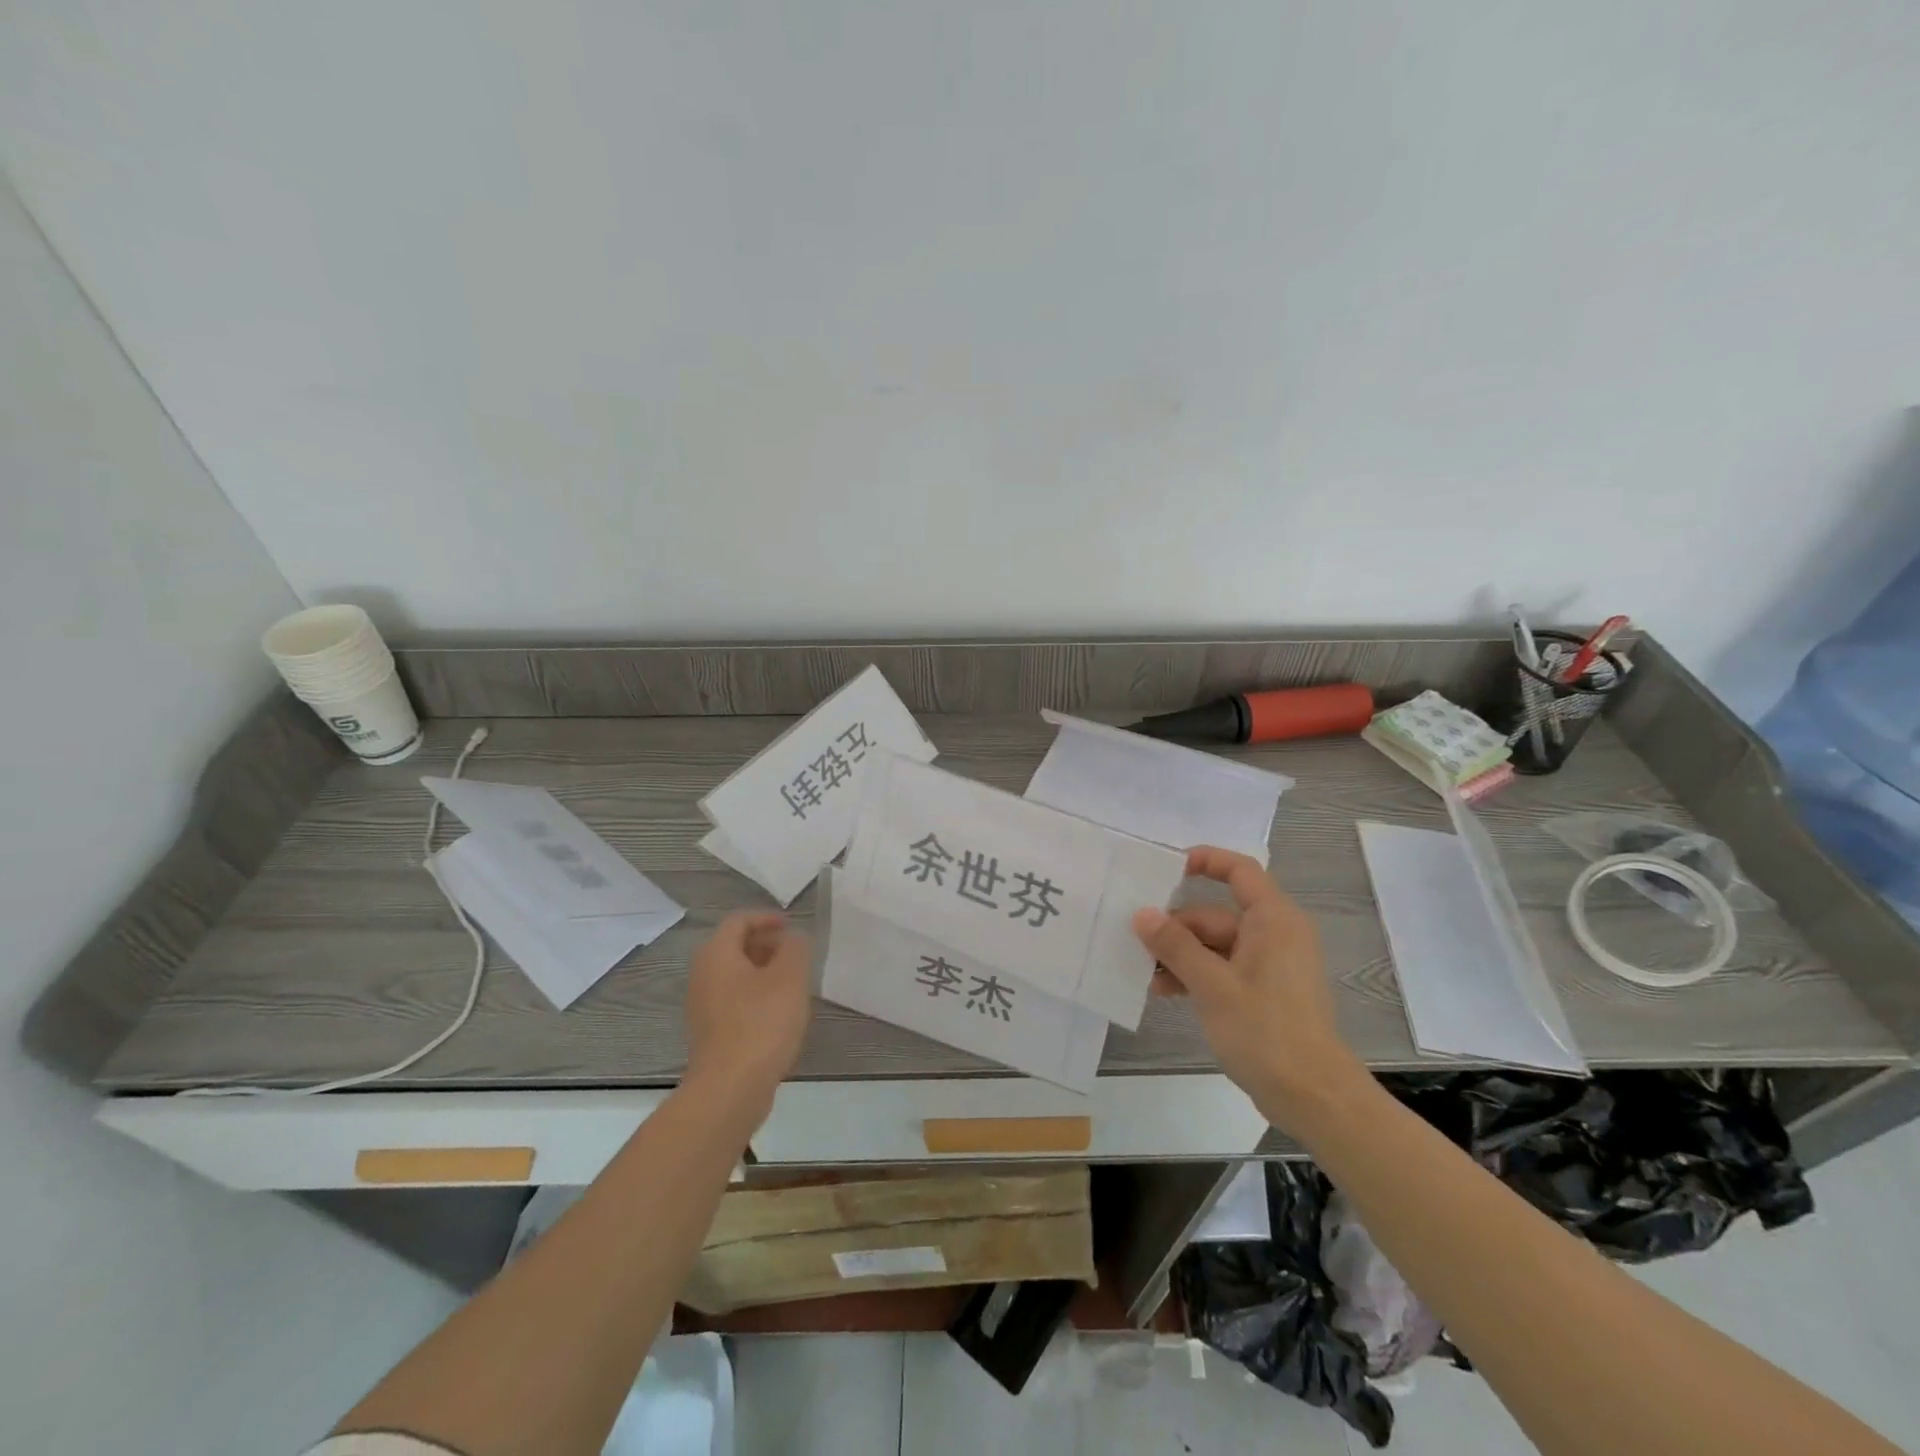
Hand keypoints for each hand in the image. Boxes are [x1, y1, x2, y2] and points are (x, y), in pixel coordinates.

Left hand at [684, 912, 812, 1117]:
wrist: (730, 1089)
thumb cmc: (761, 1023)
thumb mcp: (790, 977)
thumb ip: (795, 948)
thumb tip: (793, 938)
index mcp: (717, 954)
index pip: (739, 920)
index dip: (767, 918)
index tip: (792, 926)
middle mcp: (703, 975)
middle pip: (734, 946)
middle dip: (766, 944)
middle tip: (796, 953)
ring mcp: (703, 1006)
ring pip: (735, 975)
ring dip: (763, 972)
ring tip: (794, 983)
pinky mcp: (711, 1033)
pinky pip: (734, 1000)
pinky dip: (756, 996)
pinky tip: (780, 1013)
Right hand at [1134, 846, 1365, 1129]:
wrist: (1313, 1096)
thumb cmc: (1265, 1031)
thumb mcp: (1211, 985)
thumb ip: (1175, 945)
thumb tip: (1143, 914)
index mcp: (1273, 920)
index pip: (1239, 870)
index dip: (1205, 861)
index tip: (1165, 869)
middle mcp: (1275, 934)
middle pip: (1216, 914)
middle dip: (1176, 927)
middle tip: (1135, 941)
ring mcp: (1271, 965)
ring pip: (1216, 945)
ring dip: (1181, 955)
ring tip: (1145, 974)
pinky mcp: (1265, 992)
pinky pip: (1224, 968)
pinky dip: (1197, 975)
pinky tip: (1165, 991)